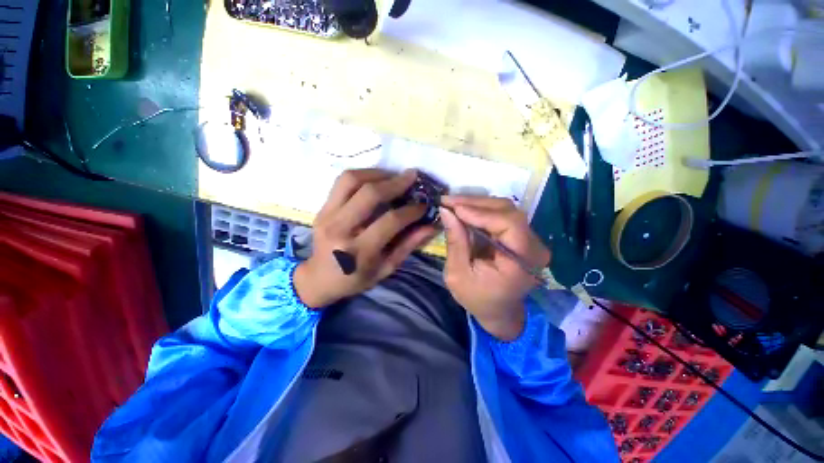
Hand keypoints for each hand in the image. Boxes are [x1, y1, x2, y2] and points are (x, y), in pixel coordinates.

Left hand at [293, 169, 437, 307]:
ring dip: (377, 173)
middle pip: (369, 194)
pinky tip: (376, 178)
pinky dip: (362, 175)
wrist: (318, 279)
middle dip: (396, 182)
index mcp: (359, 251)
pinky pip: (342, 182)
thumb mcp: (385, 269)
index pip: (390, 221)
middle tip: (413, 177)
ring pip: (352, 180)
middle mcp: (340, 229)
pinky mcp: (322, 208)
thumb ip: (408, 246)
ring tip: (394, 175)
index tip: (424, 204)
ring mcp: (327, 215)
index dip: (411, 210)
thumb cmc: (355, 278)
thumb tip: (431, 226)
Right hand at [440, 196, 550, 340]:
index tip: (453, 208)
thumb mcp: (458, 275)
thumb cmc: (477, 298)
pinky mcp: (521, 236)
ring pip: (506, 209)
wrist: (499, 311)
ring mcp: (530, 240)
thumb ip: (455, 242)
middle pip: (508, 211)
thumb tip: (446, 211)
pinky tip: (465, 210)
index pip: (509, 224)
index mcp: (521, 263)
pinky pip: (502, 215)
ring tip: (453, 204)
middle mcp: (533, 247)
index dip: (481, 212)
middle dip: (475, 204)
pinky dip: (482, 211)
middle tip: (448, 201)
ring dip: (477, 204)